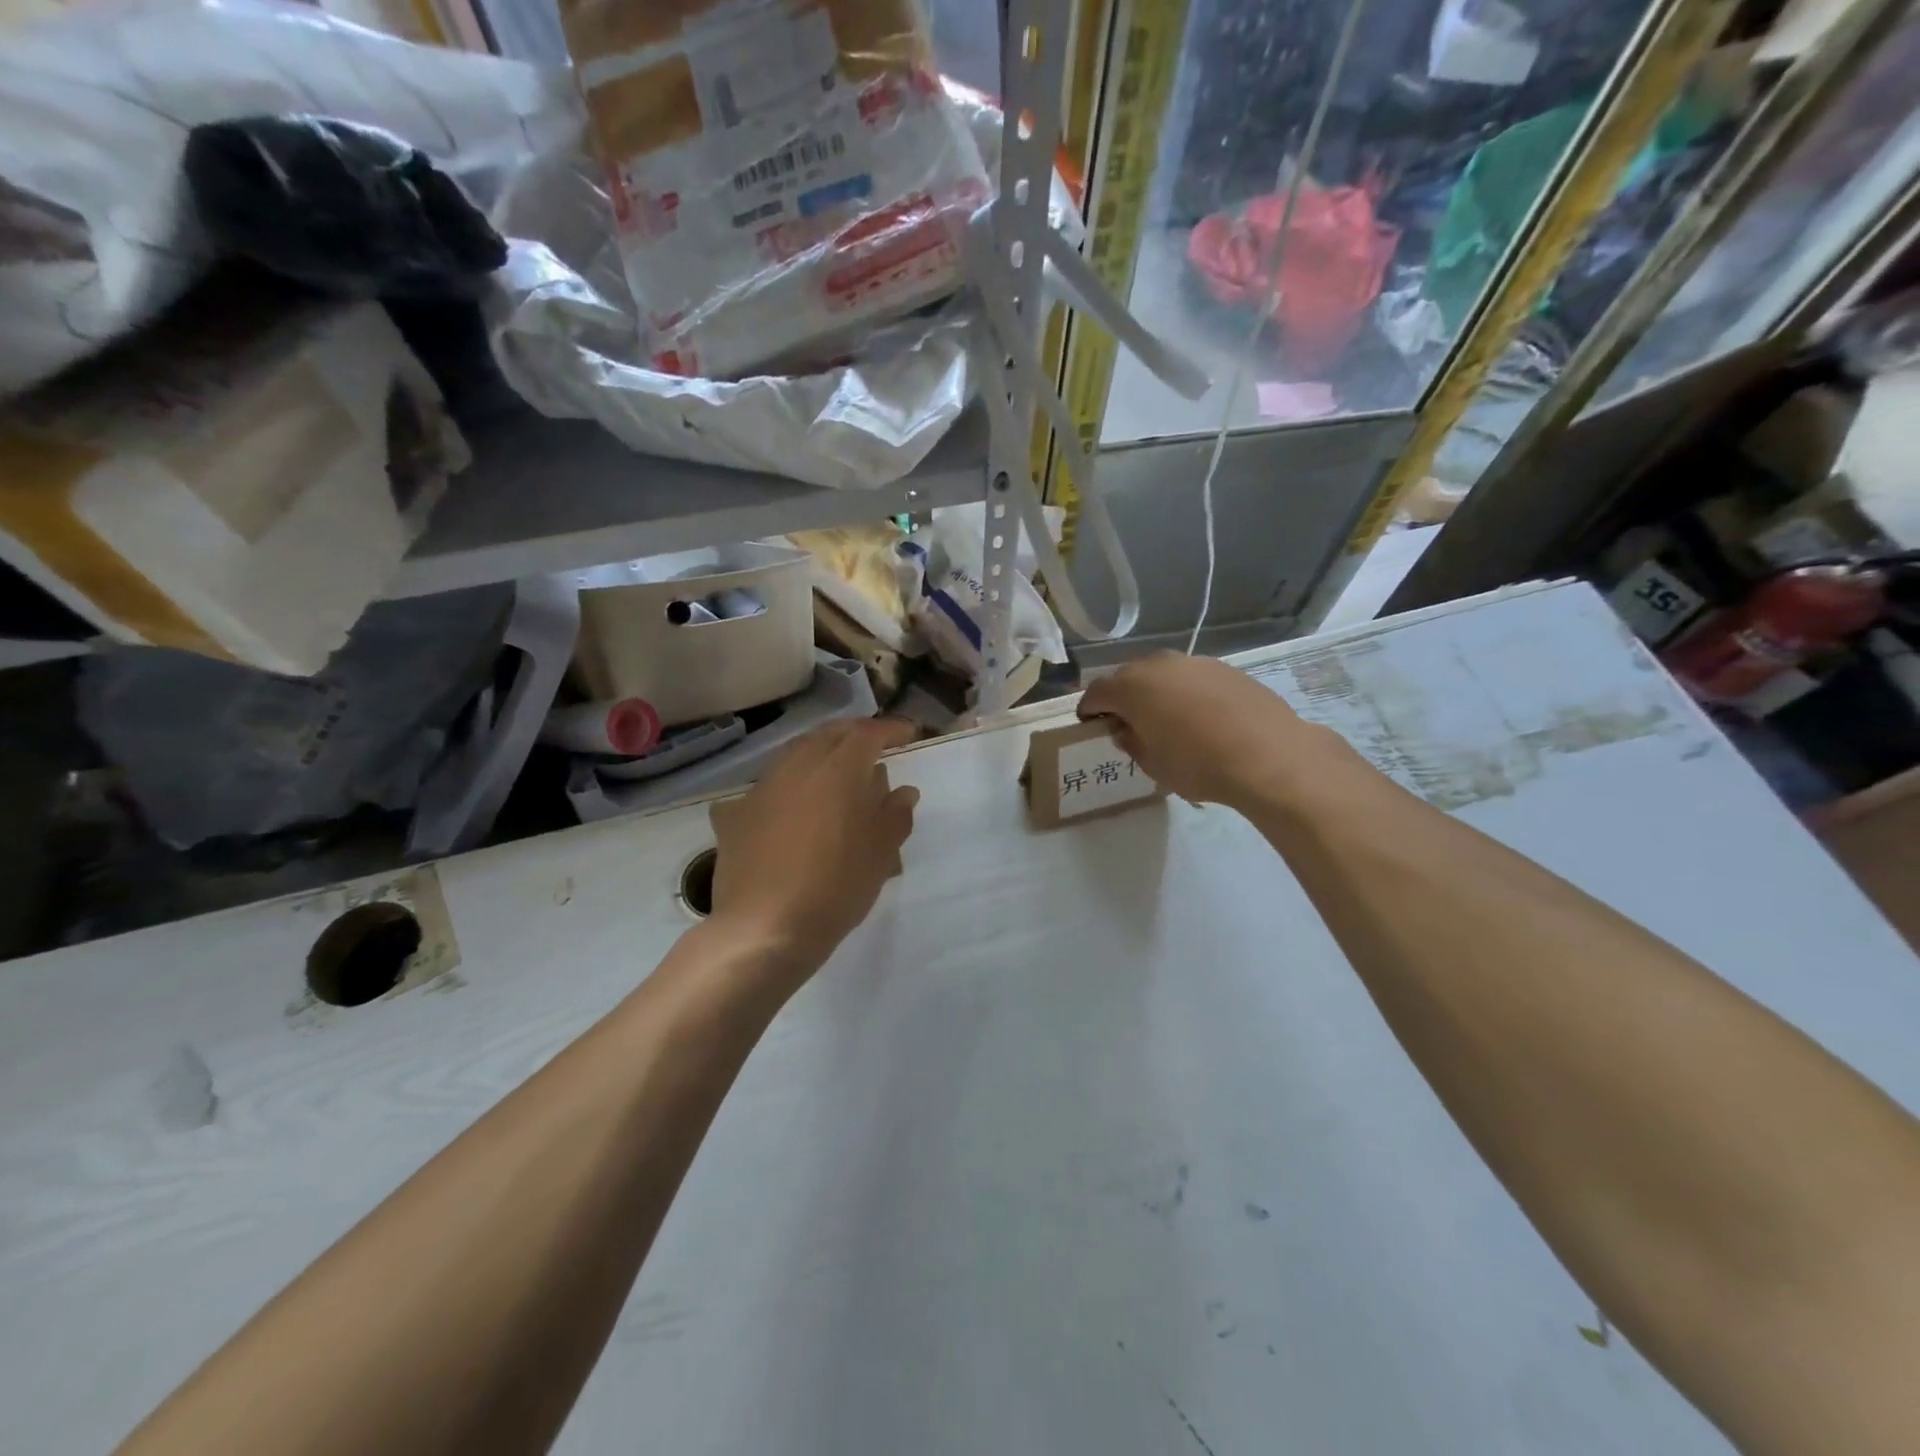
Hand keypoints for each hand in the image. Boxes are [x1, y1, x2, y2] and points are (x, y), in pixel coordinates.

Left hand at [708, 718, 919, 975]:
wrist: (765, 928)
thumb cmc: (836, 888)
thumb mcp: (880, 854)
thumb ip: (895, 815)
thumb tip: (903, 791)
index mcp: (839, 771)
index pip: (868, 734)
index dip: (890, 729)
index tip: (908, 733)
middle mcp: (798, 767)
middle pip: (828, 735)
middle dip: (854, 734)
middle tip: (873, 745)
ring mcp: (762, 789)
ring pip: (794, 755)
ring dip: (819, 753)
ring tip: (835, 770)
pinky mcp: (737, 814)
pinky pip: (768, 786)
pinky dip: (788, 785)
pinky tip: (791, 804)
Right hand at [1078, 652, 1351, 809]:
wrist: (1269, 755)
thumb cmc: (1197, 764)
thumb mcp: (1151, 763)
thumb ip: (1130, 741)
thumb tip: (1126, 729)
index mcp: (1131, 686)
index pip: (1096, 693)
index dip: (1090, 710)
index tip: (1092, 726)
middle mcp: (1159, 665)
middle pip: (1128, 678)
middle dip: (1123, 699)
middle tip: (1128, 725)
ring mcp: (1195, 662)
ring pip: (1163, 675)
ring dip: (1157, 694)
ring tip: (1167, 721)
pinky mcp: (1226, 668)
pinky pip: (1192, 679)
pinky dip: (1187, 694)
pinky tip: (1201, 719)